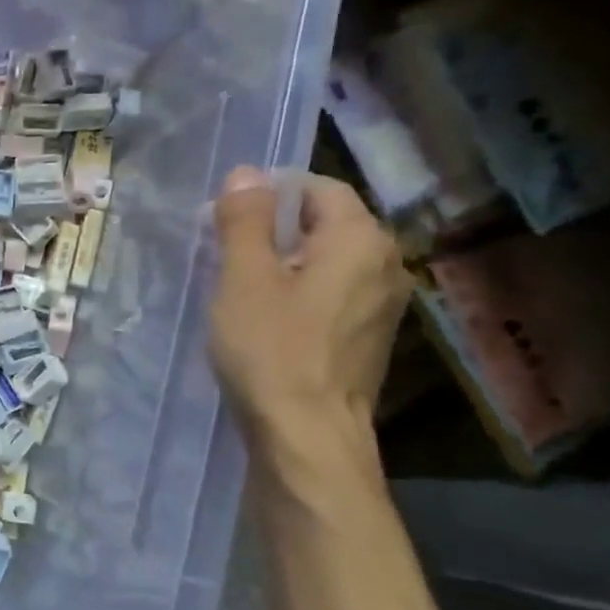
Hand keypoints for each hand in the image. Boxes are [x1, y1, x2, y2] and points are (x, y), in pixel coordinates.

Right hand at [209, 168, 409, 446]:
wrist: (306, 436)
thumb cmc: (271, 350)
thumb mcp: (244, 278)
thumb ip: (245, 220)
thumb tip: (246, 173)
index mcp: (361, 240)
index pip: (318, 188)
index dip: (269, 192)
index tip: (224, 215)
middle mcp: (386, 264)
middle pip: (325, 223)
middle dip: (273, 227)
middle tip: (222, 248)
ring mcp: (383, 304)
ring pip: (327, 260)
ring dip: (283, 261)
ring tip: (237, 283)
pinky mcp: (368, 337)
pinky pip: (332, 293)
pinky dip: (298, 291)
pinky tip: (265, 317)